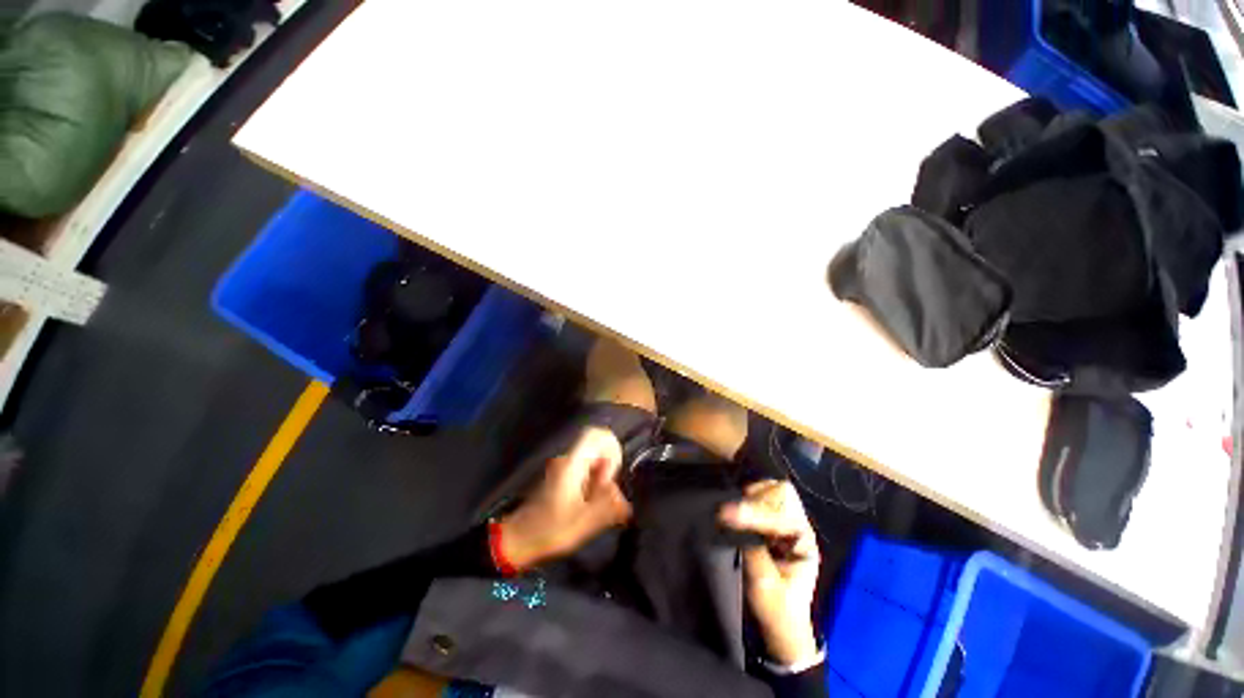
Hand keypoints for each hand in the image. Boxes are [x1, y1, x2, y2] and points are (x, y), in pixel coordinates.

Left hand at [498, 427, 631, 569]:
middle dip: (608, 468)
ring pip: (593, 459)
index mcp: (573, 464)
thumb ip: (608, 506)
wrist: (518, 538)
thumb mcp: (583, 522)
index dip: (612, 447)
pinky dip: (593, 482)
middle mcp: (568, 459)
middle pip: (598, 448)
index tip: (611, 475)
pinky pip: (585, 469)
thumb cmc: (550, 529)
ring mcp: (564, 467)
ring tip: (595, 504)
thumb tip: (626, 501)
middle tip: (605, 494)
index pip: (596, 435)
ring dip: (601, 477)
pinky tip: (588, 505)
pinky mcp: (562, 476)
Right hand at [719, 480, 820, 665]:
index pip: (781, 513)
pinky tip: (737, 509)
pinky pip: (761, 497)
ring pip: (772, 491)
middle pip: (782, 492)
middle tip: (733, 512)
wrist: (779, 624)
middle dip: (756, 498)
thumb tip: (734, 522)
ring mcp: (785, 522)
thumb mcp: (764, 585)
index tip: (726, 514)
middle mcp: (797, 526)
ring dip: (751, 496)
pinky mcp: (771, 523)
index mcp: (803, 541)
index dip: (754, 512)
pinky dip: (747, 497)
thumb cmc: (776, 608)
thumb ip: (753, 550)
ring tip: (735, 511)